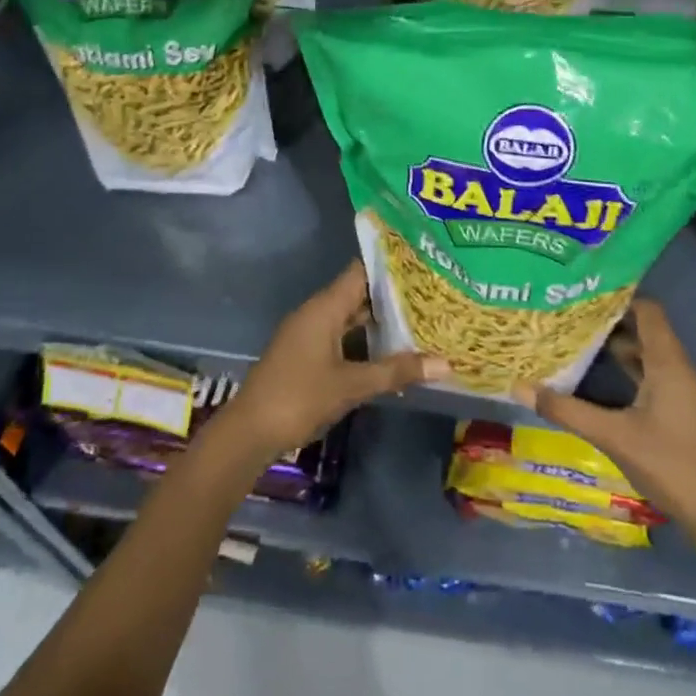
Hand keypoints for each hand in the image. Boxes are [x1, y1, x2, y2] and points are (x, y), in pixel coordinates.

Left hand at [229, 262, 447, 456]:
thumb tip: (446, 363)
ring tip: (419, 320)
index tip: (422, 263)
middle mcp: (315, 314)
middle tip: (431, 294)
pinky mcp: (306, 356)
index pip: (360, 272)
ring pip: (349, 318)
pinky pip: (341, 337)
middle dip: (391, 296)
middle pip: (357, 294)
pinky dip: (364, 341)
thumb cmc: (299, 398)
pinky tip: (390, 353)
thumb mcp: (352, 385)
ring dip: (379, 321)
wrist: (249, 432)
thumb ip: (397, 371)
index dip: (389, 266)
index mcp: (324, 308)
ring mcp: (308, 335)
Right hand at [527, 299, 695, 582]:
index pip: (647, 310)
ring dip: (614, 346)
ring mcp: (680, 391)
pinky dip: (624, 370)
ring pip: (645, 354)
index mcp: (668, 363)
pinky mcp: (677, 410)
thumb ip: (566, 410)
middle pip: (644, 329)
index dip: (618, 296)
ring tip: (574, 339)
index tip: (581, 290)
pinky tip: (595, 378)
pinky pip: (648, 375)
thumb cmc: (670, 465)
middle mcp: (677, 369)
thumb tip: (519, 386)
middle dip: (608, 320)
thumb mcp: (612, 436)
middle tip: (567, 313)